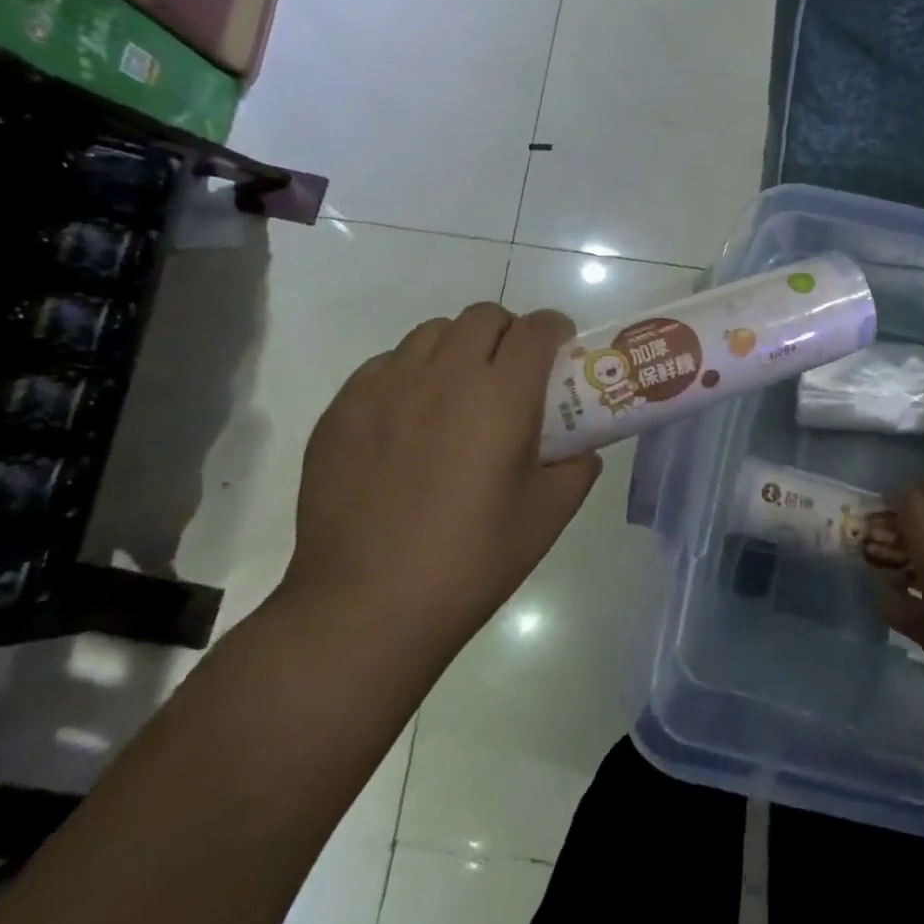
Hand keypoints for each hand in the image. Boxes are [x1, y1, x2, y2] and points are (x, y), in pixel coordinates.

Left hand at [284, 304, 600, 650]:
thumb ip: (576, 468)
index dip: (555, 330)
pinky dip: (410, 373)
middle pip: (483, 317)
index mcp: (502, 396)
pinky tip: (410, 419)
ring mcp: (386, 388)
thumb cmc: (472, 561)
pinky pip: (385, 364)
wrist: (366, 607)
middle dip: (508, 333)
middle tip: (512, 373)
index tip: (560, 351)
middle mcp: (444, 375)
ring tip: (459, 392)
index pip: (537, 329)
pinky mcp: (343, 409)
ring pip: (431, 333)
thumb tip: (580, 448)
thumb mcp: (548, 516)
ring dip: (458, 347)